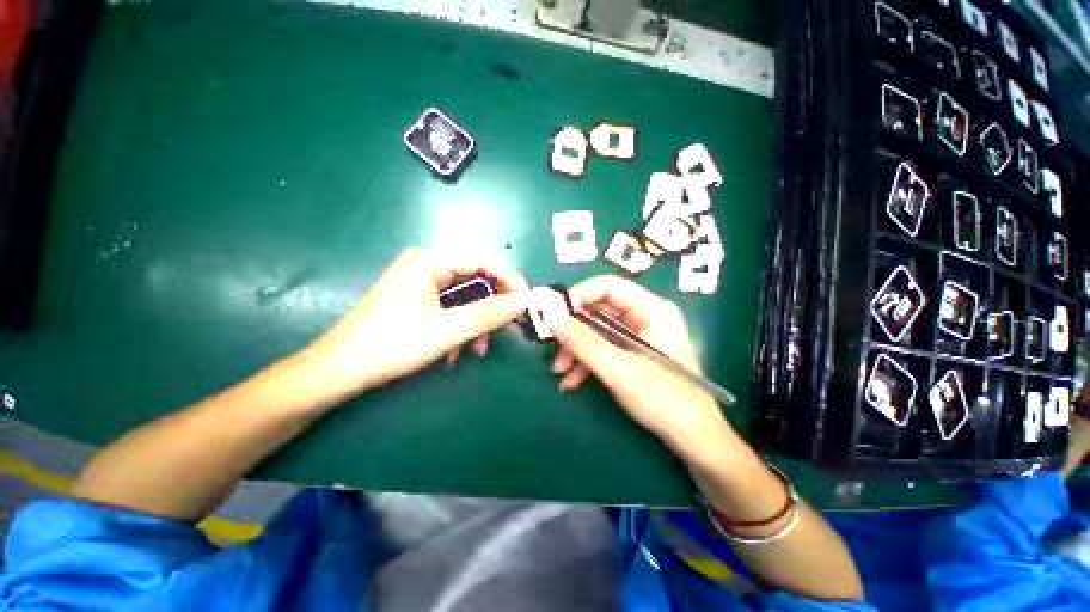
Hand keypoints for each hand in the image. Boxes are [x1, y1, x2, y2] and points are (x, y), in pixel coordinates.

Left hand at [303, 247, 527, 400]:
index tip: (526, 303)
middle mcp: (428, 265)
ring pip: (467, 296)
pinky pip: (453, 307)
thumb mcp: (444, 331)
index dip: (510, 280)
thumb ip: (486, 314)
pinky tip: (456, 351)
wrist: (339, 371)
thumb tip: (523, 303)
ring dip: (477, 321)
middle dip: (493, 305)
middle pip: (477, 278)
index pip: (484, 260)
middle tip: (510, 326)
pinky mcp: (421, 299)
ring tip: (478, 349)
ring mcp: (423, 282)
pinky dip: (461, 327)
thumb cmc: (389, 346)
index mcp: (430, 261)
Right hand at [544, 275, 733, 455]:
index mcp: (651, 309)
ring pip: (597, 330)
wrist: (693, 440)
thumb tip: (550, 316)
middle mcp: (645, 315)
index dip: (578, 296)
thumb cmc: (664, 401)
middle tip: (552, 348)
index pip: (607, 286)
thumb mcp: (619, 370)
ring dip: (576, 349)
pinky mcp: (633, 352)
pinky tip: (572, 381)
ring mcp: (639, 334)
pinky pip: (603, 347)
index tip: (554, 316)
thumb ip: (583, 342)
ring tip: (559, 371)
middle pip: (599, 309)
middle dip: (573, 330)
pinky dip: (586, 361)